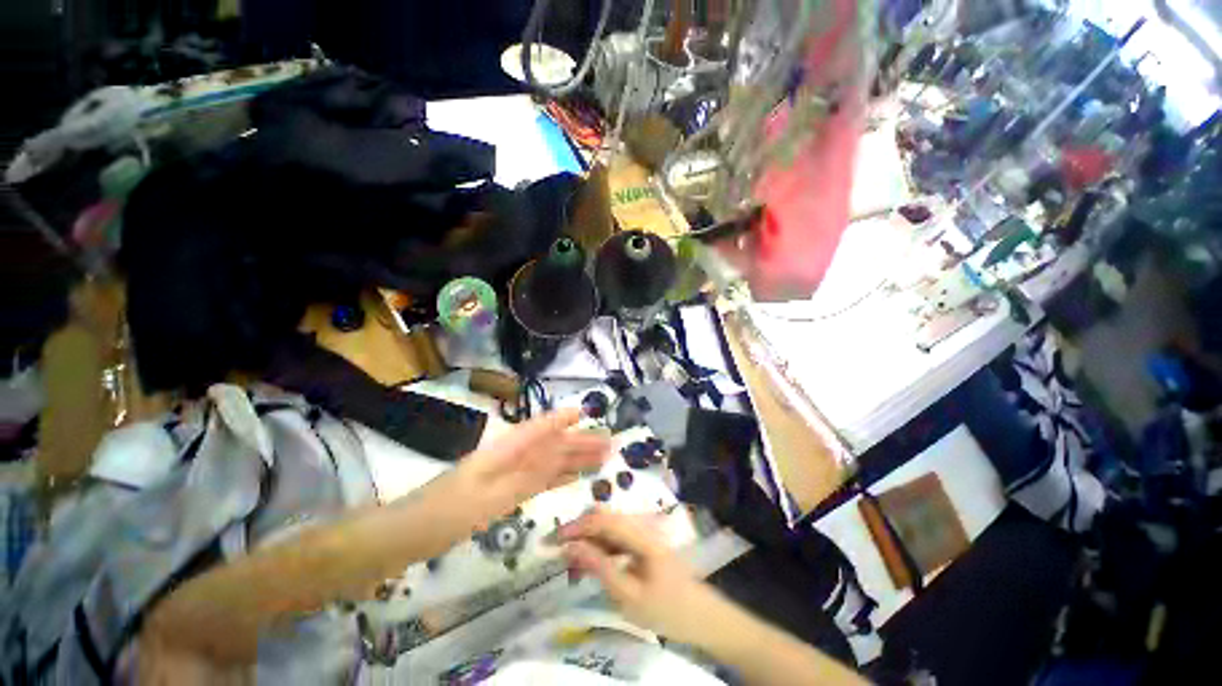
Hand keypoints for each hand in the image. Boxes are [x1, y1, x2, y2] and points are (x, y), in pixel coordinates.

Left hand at [456, 408, 609, 524]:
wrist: (404, 537)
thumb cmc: (444, 514)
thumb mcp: (490, 497)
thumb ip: (527, 476)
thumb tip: (562, 454)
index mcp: (505, 451)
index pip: (540, 428)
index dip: (563, 419)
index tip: (587, 413)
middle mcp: (509, 457)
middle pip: (550, 445)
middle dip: (579, 442)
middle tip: (608, 443)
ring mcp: (506, 476)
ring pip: (547, 463)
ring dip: (572, 459)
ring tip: (599, 459)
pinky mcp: (502, 493)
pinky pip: (537, 481)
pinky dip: (556, 478)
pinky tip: (570, 478)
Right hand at [560, 511, 728, 644]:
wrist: (701, 617)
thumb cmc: (666, 609)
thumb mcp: (628, 595)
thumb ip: (599, 567)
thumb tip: (570, 546)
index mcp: (640, 534)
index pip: (602, 520)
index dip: (576, 526)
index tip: (552, 540)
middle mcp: (641, 526)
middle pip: (604, 518)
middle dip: (579, 530)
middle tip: (557, 550)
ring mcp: (643, 533)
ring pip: (609, 527)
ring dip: (588, 539)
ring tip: (570, 559)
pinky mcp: (643, 543)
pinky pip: (617, 538)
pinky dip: (600, 547)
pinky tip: (590, 562)